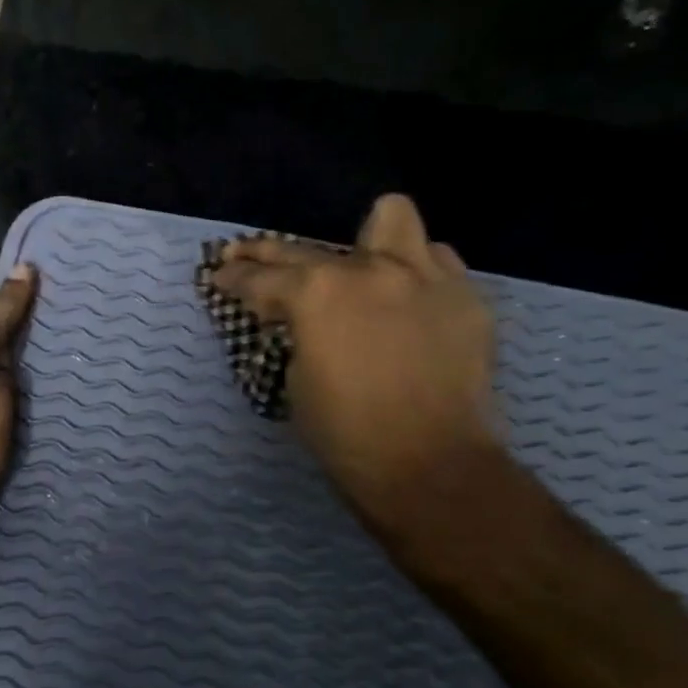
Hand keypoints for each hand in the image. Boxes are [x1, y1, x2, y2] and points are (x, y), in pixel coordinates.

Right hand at [212, 194, 497, 526]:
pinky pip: (437, 262)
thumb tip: (305, 323)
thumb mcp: (298, 382)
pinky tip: (407, 303)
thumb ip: (299, 335)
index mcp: (317, 293)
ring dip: (366, 244)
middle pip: (308, 246)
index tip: (220, 276)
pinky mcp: (467, 297)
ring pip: (391, 219)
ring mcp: (425, 276)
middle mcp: (370, 269)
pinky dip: (415, 276)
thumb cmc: (347, 435)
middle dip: (269, 254)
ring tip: (358, 272)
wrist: (431, 467)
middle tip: (249, 259)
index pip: (262, 277)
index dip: (234, 278)